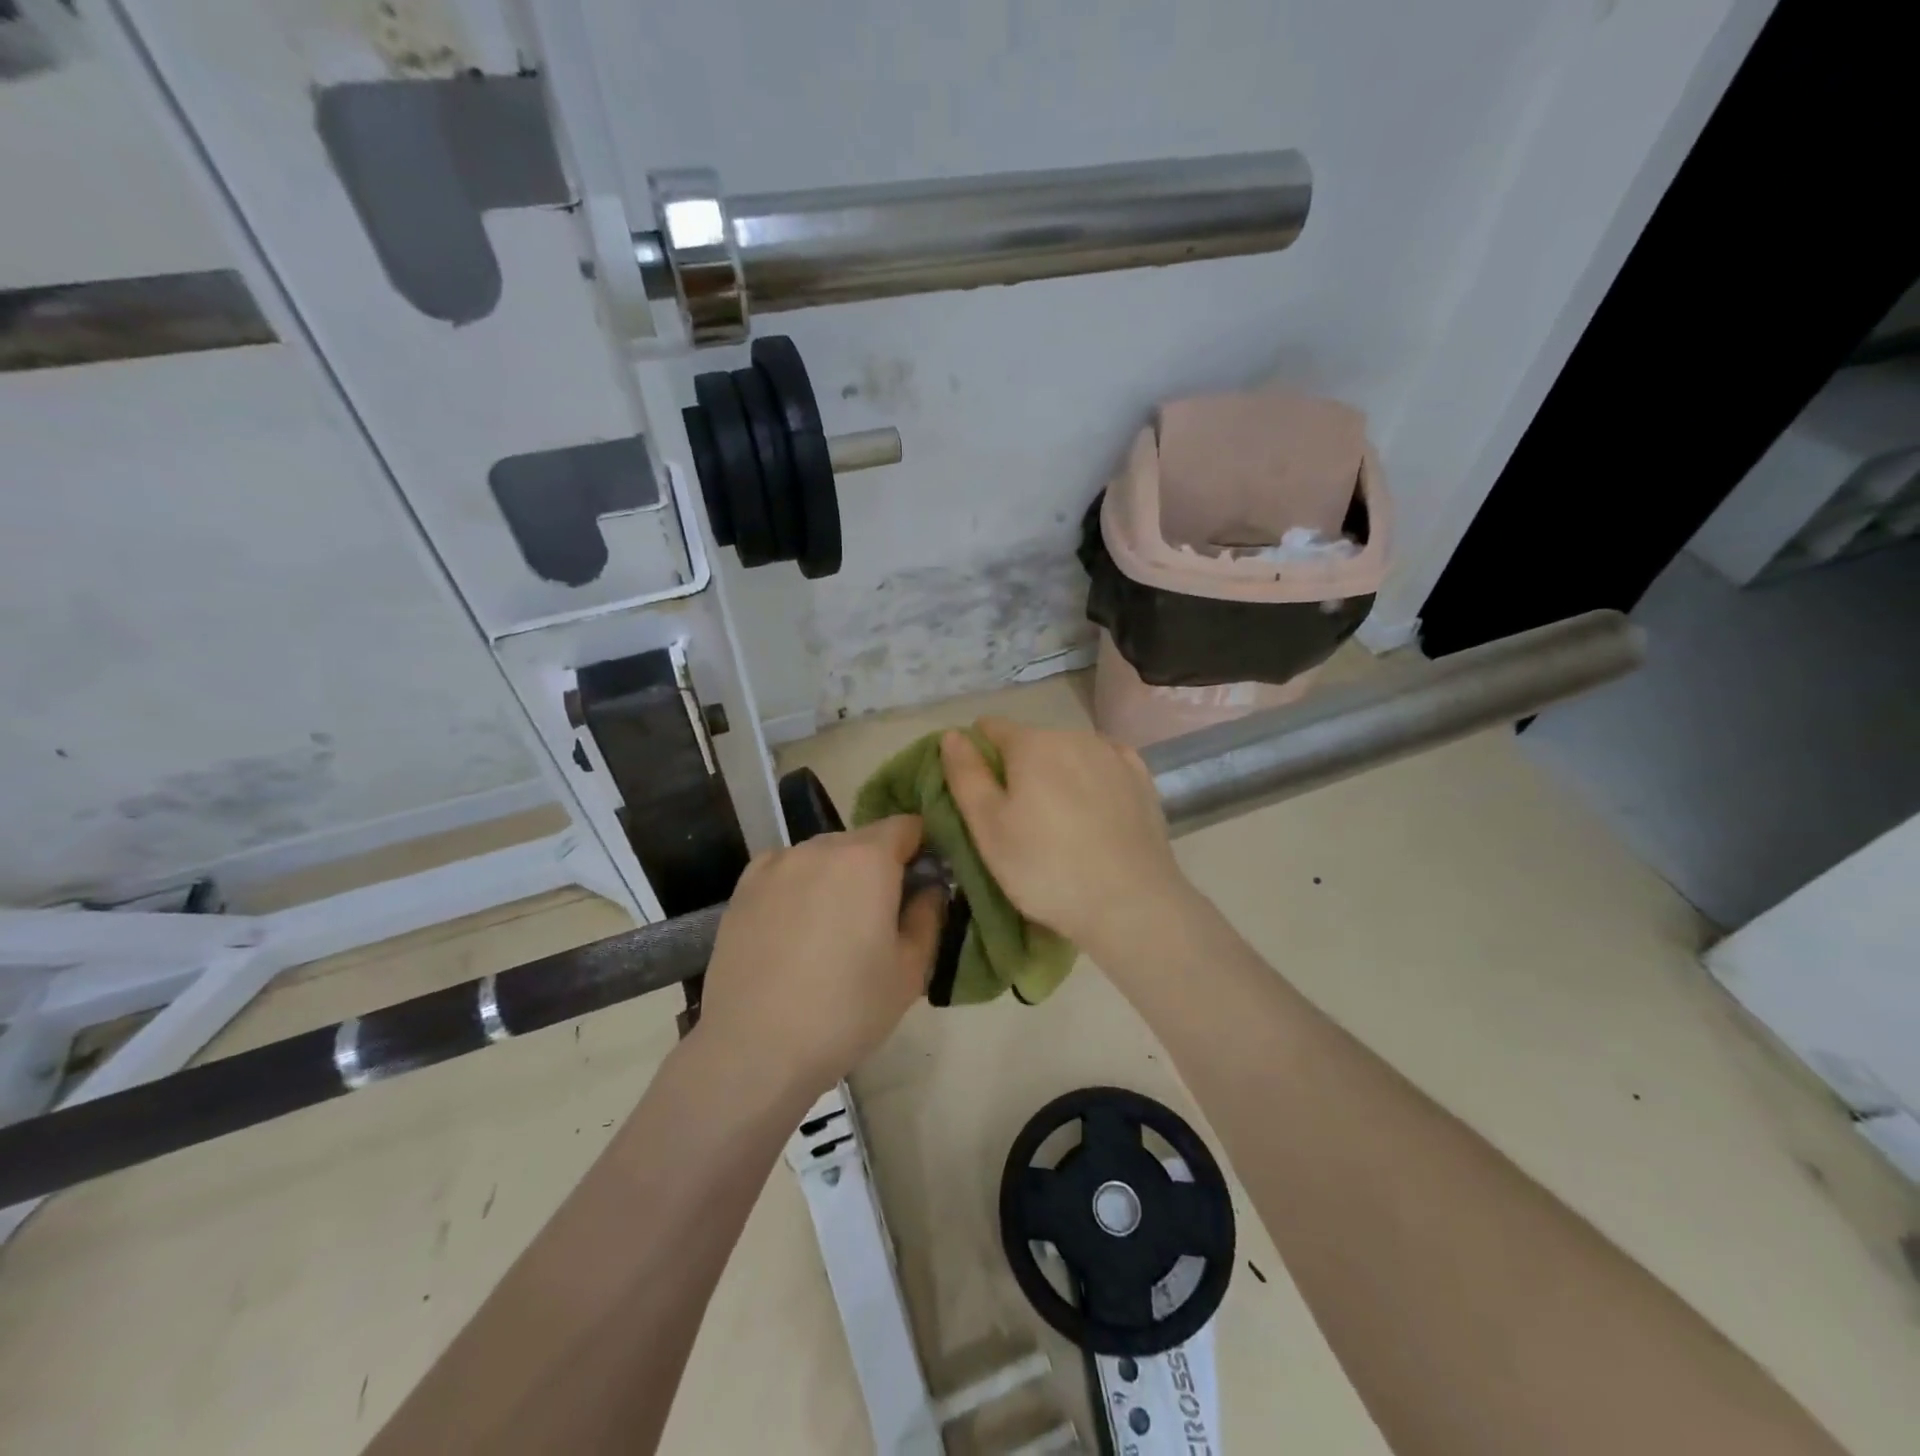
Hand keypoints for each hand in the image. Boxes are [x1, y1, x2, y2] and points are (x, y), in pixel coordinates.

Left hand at [697, 816, 942, 1096]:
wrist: (754, 1048)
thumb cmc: (846, 1010)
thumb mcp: (911, 970)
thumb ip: (929, 914)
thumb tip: (930, 886)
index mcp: (868, 859)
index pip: (908, 825)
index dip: (923, 848)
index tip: (924, 883)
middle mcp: (821, 846)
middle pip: (864, 840)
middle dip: (880, 866)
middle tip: (881, 917)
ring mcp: (777, 863)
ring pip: (824, 855)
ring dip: (839, 876)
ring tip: (833, 930)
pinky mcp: (744, 887)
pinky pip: (787, 870)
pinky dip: (800, 886)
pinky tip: (795, 929)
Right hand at [941, 718, 1186, 956]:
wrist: (1131, 904)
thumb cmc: (1046, 868)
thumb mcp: (988, 827)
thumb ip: (966, 775)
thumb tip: (952, 734)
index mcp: (1032, 743)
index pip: (990, 728)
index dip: (976, 755)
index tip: (979, 795)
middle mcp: (1074, 735)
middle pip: (1031, 742)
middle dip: (1018, 769)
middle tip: (1017, 821)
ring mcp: (1113, 755)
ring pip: (1069, 753)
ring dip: (1056, 774)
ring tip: (1058, 824)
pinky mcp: (1141, 778)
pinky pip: (1103, 766)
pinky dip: (1091, 780)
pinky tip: (1093, 811)